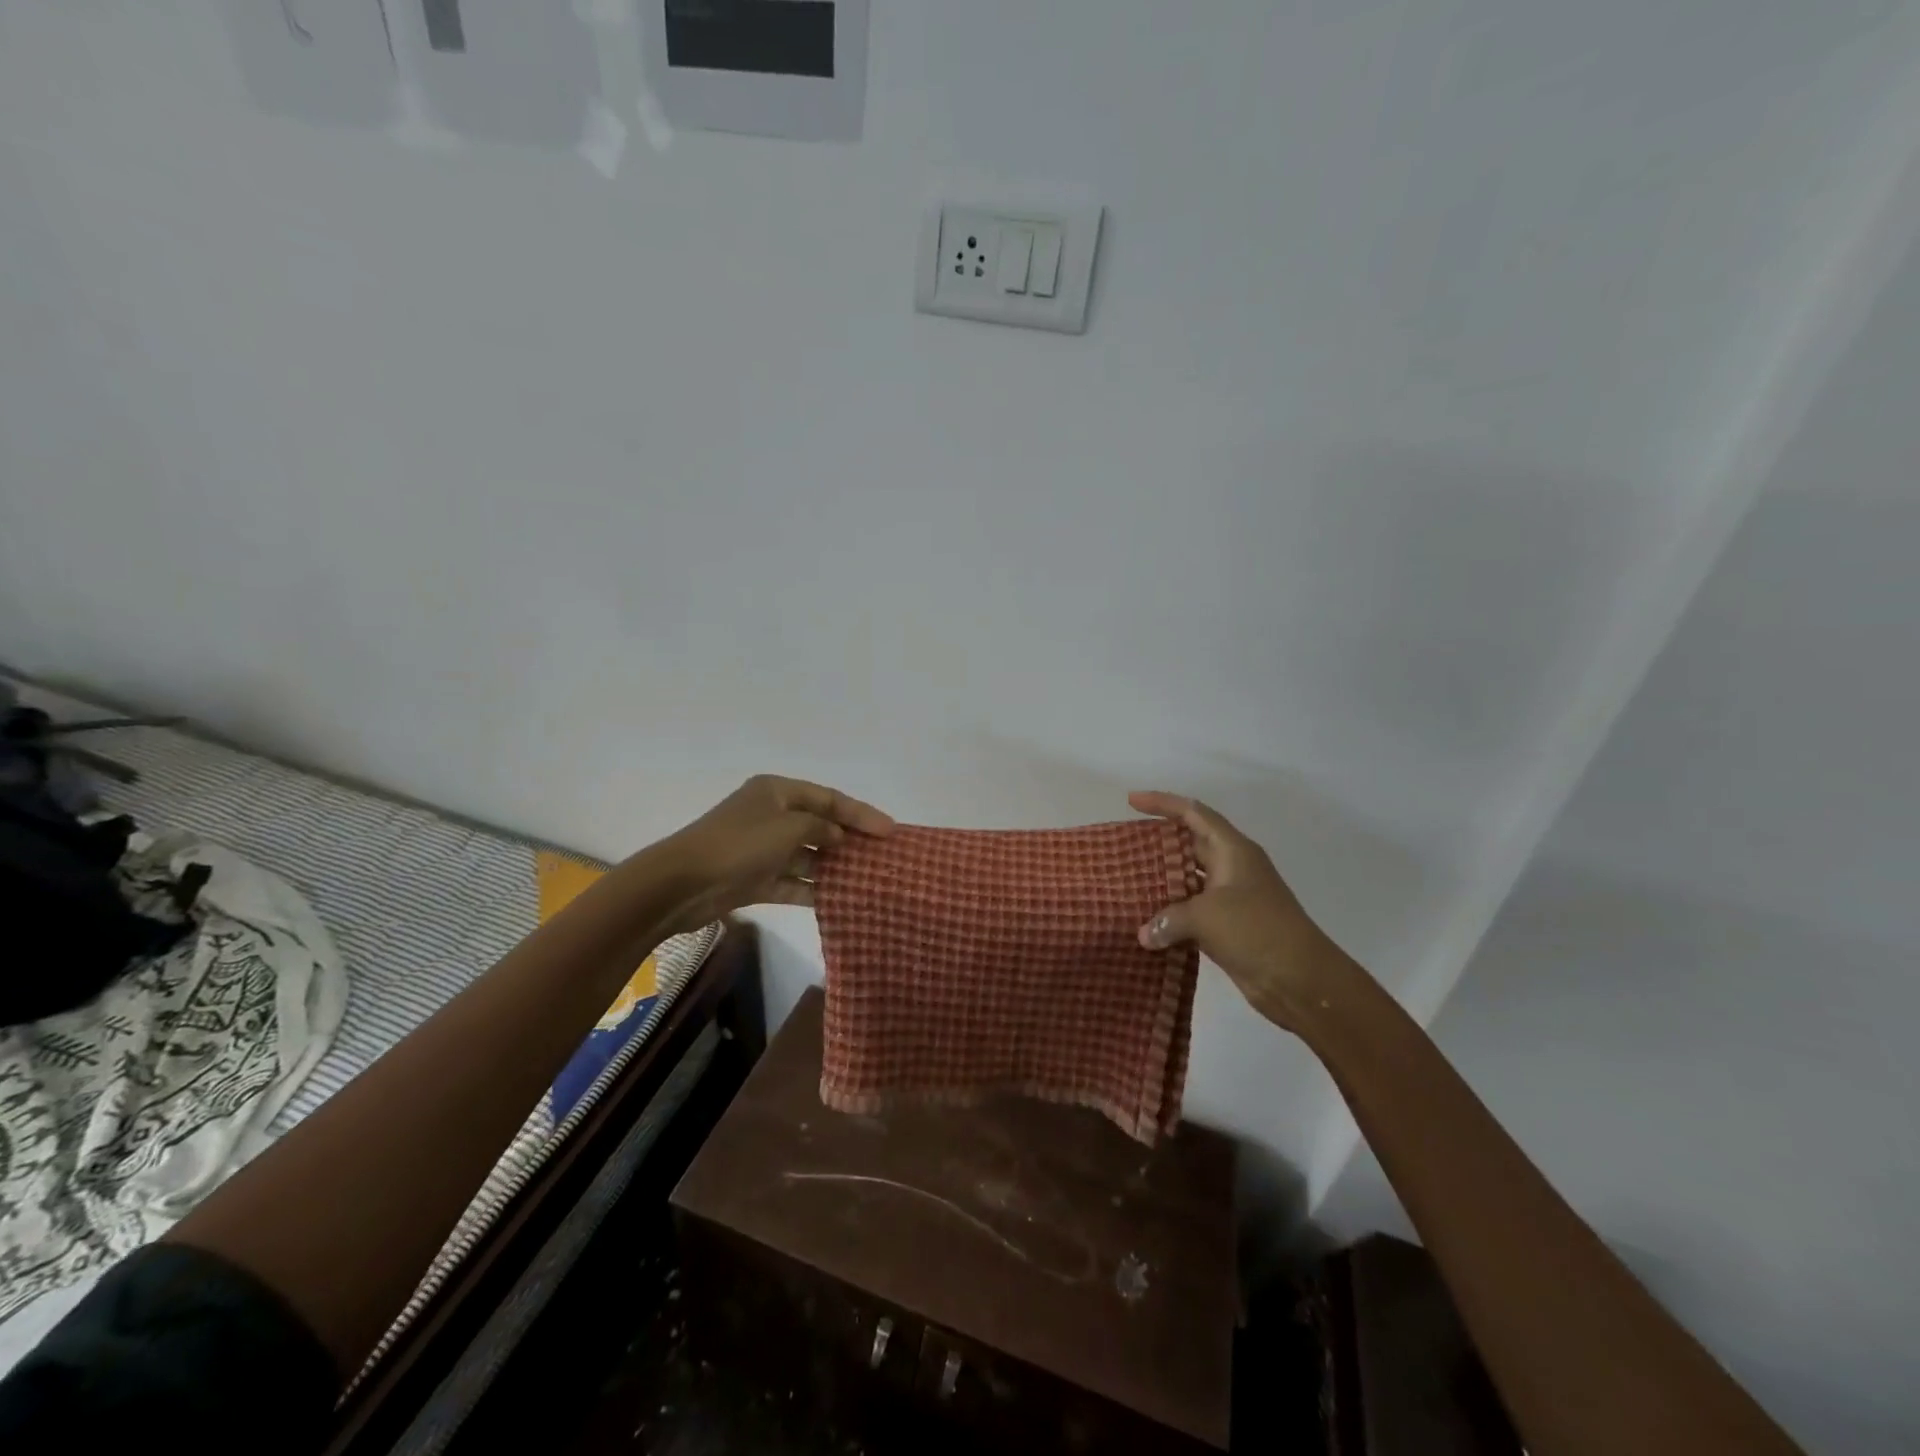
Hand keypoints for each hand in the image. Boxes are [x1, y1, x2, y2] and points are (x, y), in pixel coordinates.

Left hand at [658, 775, 892, 932]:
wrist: (681, 884)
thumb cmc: (738, 844)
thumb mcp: (787, 827)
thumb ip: (820, 828)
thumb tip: (836, 836)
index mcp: (777, 792)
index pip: (829, 798)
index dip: (860, 813)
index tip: (890, 830)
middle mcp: (771, 816)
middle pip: (820, 825)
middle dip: (849, 839)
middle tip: (883, 855)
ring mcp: (762, 849)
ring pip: (807, 855)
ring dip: (833, 866)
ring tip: (868, 879)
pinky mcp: (755, 879)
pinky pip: (792, 882)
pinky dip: (812, 889)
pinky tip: (839, 899)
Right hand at [1129, 791, 1353, 1029]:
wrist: (1301, 980)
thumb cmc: (1256, 931)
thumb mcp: (1207, 916)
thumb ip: (1168, 919)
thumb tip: (1145, 934)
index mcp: (1233, 851)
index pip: (1194, 814)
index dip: (1163, 803)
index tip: (1131, 800)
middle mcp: (1233, 868)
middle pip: (1190, 844)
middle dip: (1159, 842)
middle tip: (1125, 846)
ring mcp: (1232, 899)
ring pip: (1190, 880)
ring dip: (1163, 882)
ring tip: (1128, 882)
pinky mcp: (1229, 928)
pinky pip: (1192, 912)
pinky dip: (1171, 915)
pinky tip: (1146, 922)